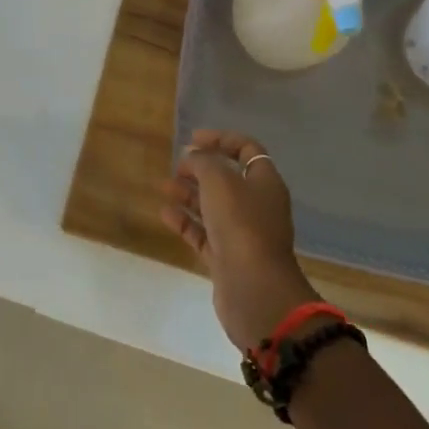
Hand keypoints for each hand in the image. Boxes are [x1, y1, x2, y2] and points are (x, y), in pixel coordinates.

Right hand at [160, 130, 320, 350]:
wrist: (255, 290)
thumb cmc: (241, 224)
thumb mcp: (219, 180)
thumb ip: (203, 161)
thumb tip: (193, 156)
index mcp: (265, 182)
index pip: (247, 150)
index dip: (221, 139)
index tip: (193, 138)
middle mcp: (256, 205)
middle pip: (227, 179)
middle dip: (201, 168)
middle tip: (177, 165)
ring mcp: (242, 233)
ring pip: (212, 206)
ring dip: (189, 193)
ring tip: (163, 186)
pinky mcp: (226, 258)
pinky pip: (203, 233)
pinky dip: (185, 221)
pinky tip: (164, 213)